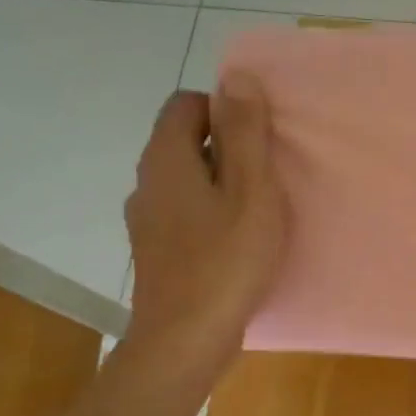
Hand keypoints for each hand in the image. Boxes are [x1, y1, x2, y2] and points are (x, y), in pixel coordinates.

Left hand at [122, 80, 287, 379]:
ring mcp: (146, 220)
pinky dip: (211, 214)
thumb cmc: (226, 261)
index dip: (225, 110)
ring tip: (259, 211)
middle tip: (270, 176)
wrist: (185, 339)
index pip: (186, 104)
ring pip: (186, 181)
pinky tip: (238, 243)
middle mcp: (146, 182)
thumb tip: (237, 76)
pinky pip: (185, 213)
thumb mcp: (251, 192)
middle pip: (185, 141)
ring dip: (221, 184)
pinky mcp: (156, 251)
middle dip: (228, 148)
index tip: (261, 140)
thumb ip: (245, 134)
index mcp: (166, 159)